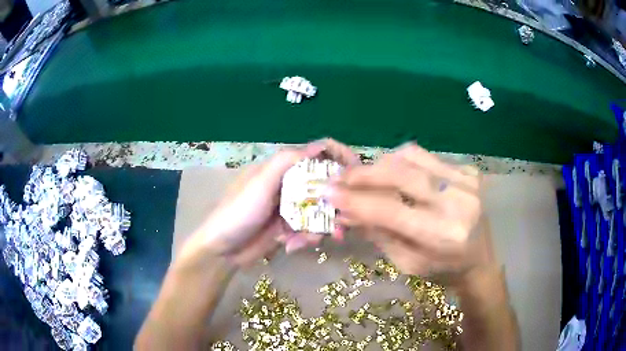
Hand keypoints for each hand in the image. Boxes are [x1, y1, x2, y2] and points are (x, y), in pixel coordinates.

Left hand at [180, 139, 358, 266]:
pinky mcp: (288, 227)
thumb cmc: (238, 212)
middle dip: (334, 204)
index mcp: (280, 168)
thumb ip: (286, 162)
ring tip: (308, 241)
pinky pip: (309, 228)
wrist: (221, 251)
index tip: (355, 174)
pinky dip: (306, 238)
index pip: (315, 154)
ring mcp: (288, 207)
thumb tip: (319, 146)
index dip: (337, 158)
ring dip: (320, 227)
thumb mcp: (259, 183)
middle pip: (322, 186)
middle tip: (344, 222)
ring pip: (319, 210)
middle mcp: (287, 184)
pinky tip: (292, 246)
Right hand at [327, 143, 493, 285]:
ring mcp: (466, 181)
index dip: (356, 200)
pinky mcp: (468, 171)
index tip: (329, 193)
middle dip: (364, 173)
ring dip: (381, 164)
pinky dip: (402, 162)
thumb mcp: (406, 263)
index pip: (391, 210)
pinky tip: (393, 173)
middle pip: (402, 173)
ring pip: (411, 157)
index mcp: (443, 235)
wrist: (480, 260)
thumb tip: (346, 210)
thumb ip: (378, 233)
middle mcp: (457, 202)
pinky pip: (425, 156)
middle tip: (340, 177)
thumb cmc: (443, 270)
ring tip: (365, 176)